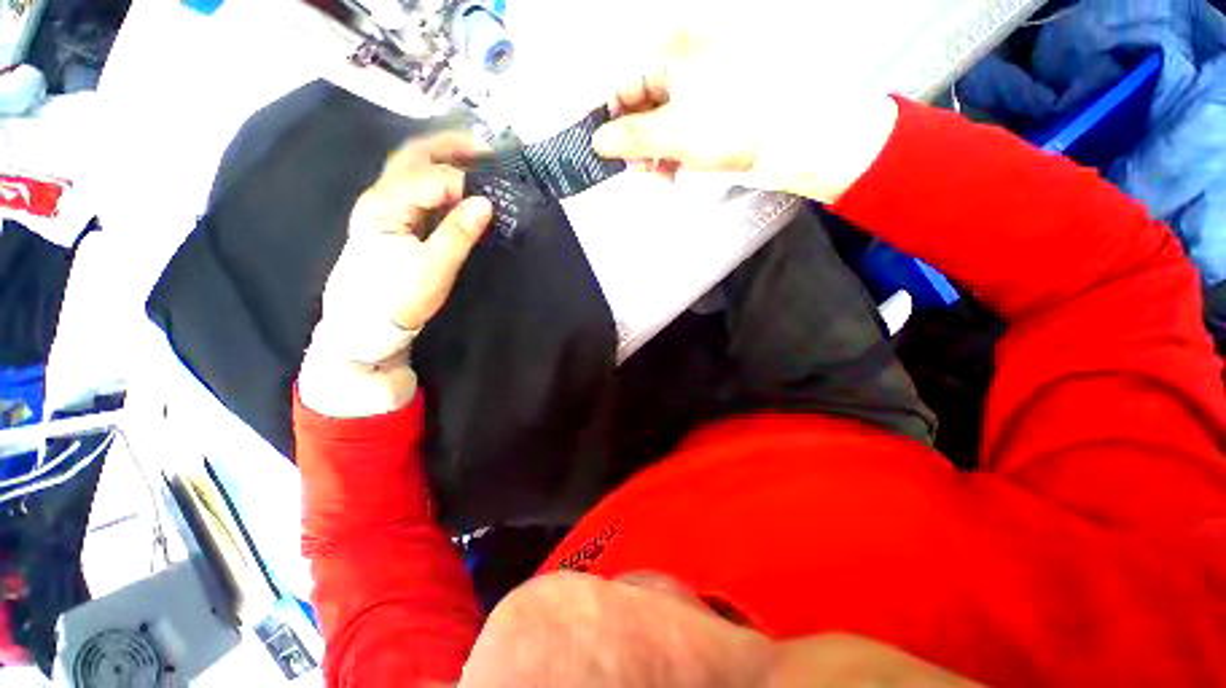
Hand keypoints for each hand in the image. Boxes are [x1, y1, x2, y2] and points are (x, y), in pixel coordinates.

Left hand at [299, 133, 493, 417]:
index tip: (494, 194)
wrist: (365, 324)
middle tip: (486, 147)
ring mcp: (382, 205)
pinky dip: (437, 177)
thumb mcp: (434, 268)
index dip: (464, 182)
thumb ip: (459, 233)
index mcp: (386, 205)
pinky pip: (414, 186)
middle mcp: (380, 196)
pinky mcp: (391, 218)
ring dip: (442, 157)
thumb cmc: (398, 297)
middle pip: (413, 156)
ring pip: (411, 168)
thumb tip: (486, 202)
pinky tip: (455, 183)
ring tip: (475, 156)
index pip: (431, 178)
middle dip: (450, 147)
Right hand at [591, 29, 900, 204]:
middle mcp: (683, 66)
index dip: (611, 120)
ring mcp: (698, 92)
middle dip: (635, 144)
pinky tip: (673, 173)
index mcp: (673, 54)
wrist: (788, 140)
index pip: (625, 86)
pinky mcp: (710, 114)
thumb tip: (598, 141)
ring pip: (659, 125)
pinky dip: (671, 155)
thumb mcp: (673, 131)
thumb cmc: (732, 125)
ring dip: (652, 155)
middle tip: (635, 170)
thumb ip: (631, 137)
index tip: (603, 150)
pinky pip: (678, 134)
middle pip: (641, 107)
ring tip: (658, 177)